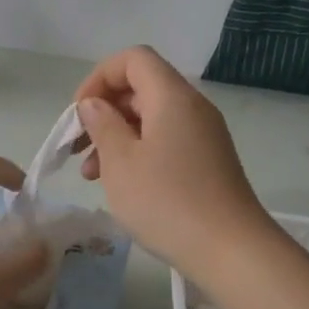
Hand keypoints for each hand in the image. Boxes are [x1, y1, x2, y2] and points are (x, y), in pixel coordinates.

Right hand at [73, 47, 272, 279]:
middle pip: (142, 88)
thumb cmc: (166, 202)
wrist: (230, 249)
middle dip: (104, 112)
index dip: (99, 78)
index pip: (133, 59)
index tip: (79, 114)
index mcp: (172, 97)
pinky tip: (124, 185)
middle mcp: (192, 107)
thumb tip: (94, 104)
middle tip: (79, 148)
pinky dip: (139, 153)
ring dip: (118, 137)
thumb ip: (102, 124)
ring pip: (152, 118)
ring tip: (92, 175)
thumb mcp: (120, 162)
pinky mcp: (209, 161)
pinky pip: (167, 141)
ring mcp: (204, 135)